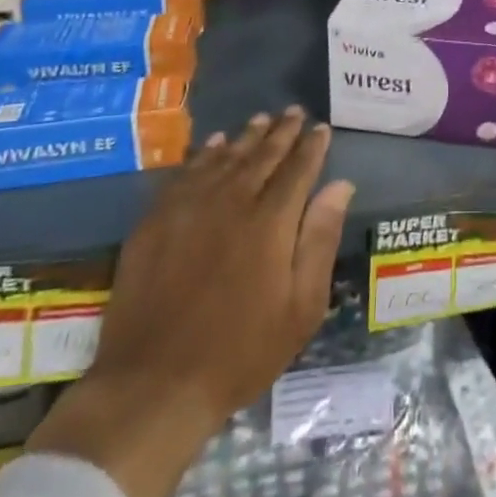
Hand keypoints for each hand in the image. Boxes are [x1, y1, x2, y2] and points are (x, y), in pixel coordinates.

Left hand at [29, 108, 355, 496]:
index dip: (312, 146)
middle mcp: (231, 202)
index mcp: (271, 222)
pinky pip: (185, 173)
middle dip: (282, 131)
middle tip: (295, 112)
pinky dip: (204, 154)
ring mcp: (189, 209)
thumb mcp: (301, 306)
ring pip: (224, 158)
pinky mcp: (155, 221)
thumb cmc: (241, 351)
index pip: (298, 169)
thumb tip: (340, 185)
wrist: (155, 384)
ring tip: (261, 119)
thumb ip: (320, 239)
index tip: (322, 128)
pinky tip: (213, 145)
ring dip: (246, 136)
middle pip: (262, 155)